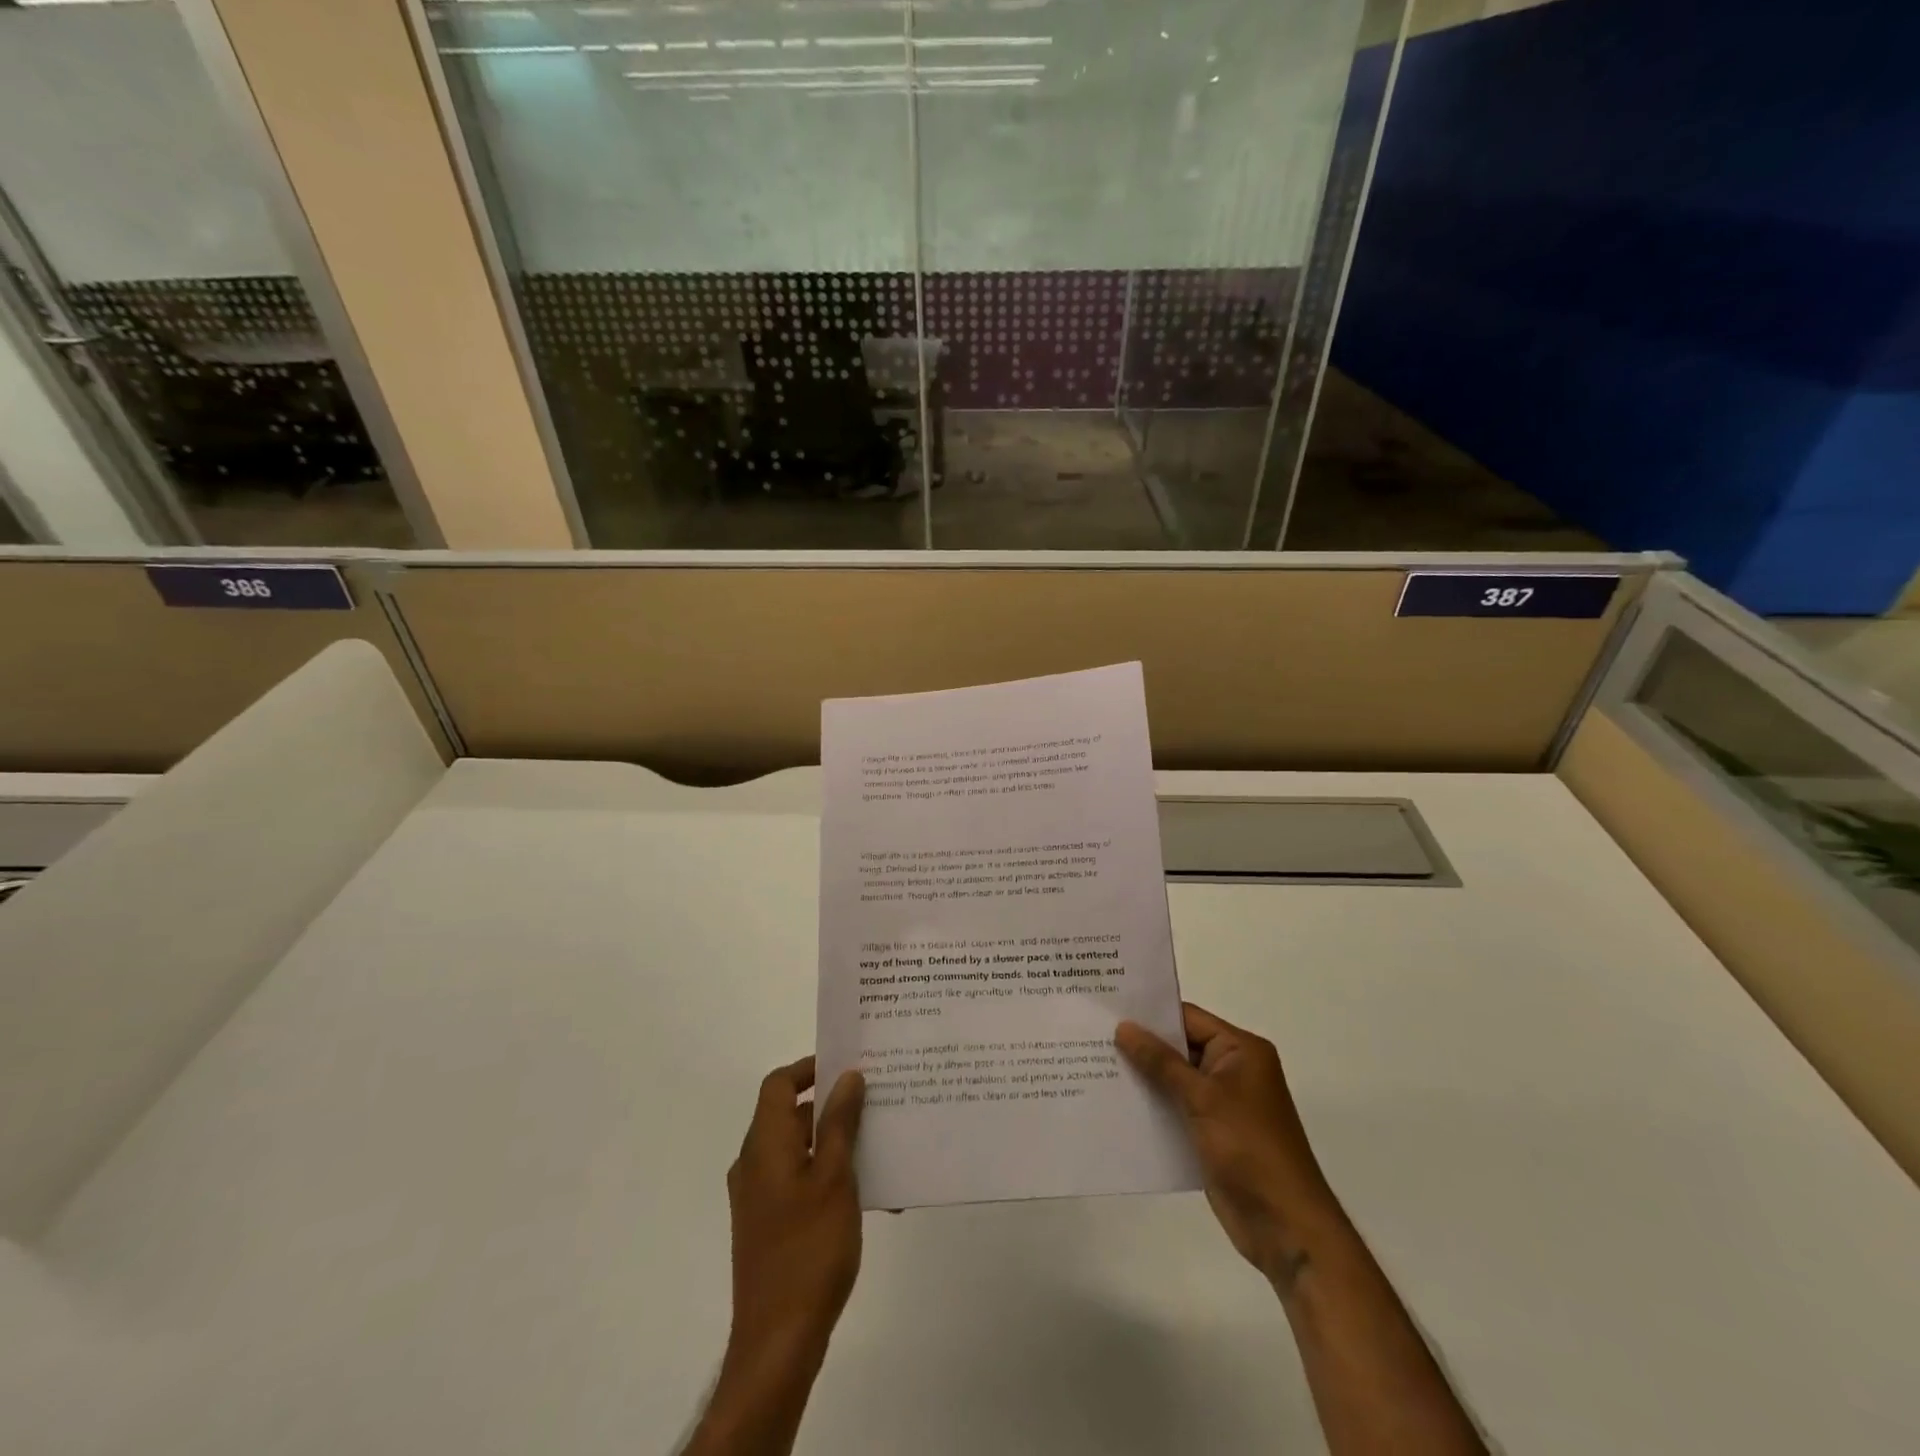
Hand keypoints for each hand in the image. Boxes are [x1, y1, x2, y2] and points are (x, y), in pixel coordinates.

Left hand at [686, 1059, 864, 1455]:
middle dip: (831, 1105)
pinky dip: (827, 1174)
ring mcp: (758, 1197)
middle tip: (874, 1102)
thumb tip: (847, 1076)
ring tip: (879, 1146)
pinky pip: (798, 1180)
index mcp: (765, 1144)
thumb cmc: (809, 1248)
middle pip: (789, 1115)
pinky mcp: (767, 1225)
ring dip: (834, 1142)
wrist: (778, 1341)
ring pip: (798, 1149)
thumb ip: (840, 1123)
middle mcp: (754, 1163)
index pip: (779, 1084)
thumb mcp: (834, 1177)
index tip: (848, 1066)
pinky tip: (866, 1193)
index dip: (809, 1068)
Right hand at [1117, 1004, 1340, 1287]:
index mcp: (1241, 1050)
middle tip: (1092, 1033)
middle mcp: (1232, 1070)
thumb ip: (1161, 1062)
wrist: (1285, 1227)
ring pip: (1173, 1078)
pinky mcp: (1210, 1133)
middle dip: (1140, 1044)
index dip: (1150, 1013)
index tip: (1107, 1007)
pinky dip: (1151, 1104)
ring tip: (1093, 1063)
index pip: (1188, 1018)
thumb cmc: (1250, 1148)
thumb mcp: (1203, 1097)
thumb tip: (1124, 1027)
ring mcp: (1221, 1103)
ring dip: (1142, 1075)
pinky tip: (1114, 1102)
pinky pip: (1175, 1107)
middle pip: (1179, 1047)